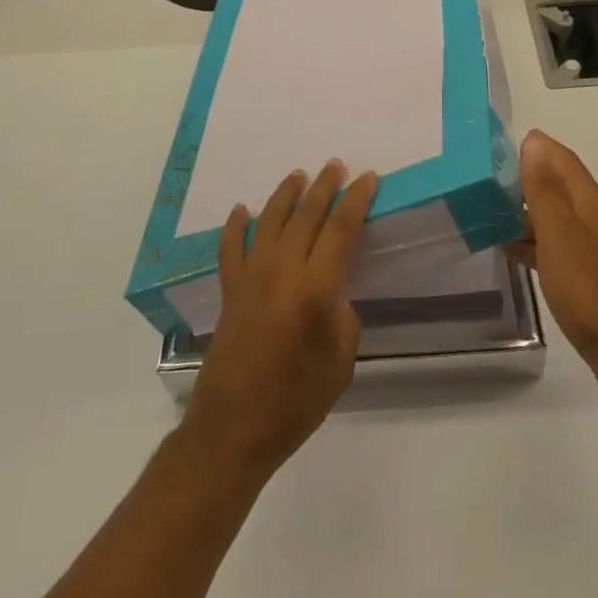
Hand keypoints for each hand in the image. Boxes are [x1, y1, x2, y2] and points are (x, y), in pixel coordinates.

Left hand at [182, 162, 379, 478]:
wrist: (232, 432)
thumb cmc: (296, 402)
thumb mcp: (341, 362)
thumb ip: (341, 315)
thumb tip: (330, 292)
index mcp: (314, 288)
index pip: (340, 229)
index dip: (356, 200)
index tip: (368, 178)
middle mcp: (281, 271)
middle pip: (306, 215)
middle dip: (324, 187)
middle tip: (336, 166)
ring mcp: (250, 277)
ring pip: (269, 221)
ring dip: (286, 194)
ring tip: (299, 175)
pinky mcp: (228, 291)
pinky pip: (230, 248)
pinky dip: (235, 226)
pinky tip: (241, 209)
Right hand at [510, 130, 597, 413]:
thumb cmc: (589, 288)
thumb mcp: (558, 234)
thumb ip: (544, 189)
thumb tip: (534, 142)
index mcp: (589, 200)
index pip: (561, 158)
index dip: (534, 148)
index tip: (496, 148)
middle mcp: (593, 216)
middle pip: (556, 184)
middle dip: (524, 178)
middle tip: (483, 181)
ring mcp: (591, 246)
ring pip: (553, 215)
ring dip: (524, 211)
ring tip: (487, 213)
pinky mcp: (586, 273)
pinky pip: (553, 244)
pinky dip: (531, 240)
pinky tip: (509, 250)